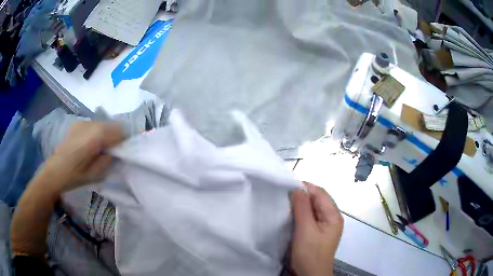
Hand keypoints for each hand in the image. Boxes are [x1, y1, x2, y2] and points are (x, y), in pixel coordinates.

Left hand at [43, 121, 122, 192]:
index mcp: (95, 137)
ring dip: (108, 133)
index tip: (126, 149)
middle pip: (112, 124)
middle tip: (115, 150)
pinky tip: (92, 144)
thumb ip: (109, 159)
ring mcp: (82, 122)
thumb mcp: (96, 175)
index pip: (119, 130)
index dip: (126, 138)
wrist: (54, 171)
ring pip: (103, 123)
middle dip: (117, 135)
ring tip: (102, 148)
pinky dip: (98, 131)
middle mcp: (90, 125)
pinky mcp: (77, 124)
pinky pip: (94, 124)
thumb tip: (117, 151)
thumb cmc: (75, 177)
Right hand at [291, 182, 343, 275]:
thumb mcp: (305, 230)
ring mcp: (326, 225)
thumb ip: (302, 208)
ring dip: (302, 204)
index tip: (288, 186)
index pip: (321, 194)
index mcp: (333, 215)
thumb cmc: (310, 253)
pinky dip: (302, 213)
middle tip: (285, 195)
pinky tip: (292, 214)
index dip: (306, 187)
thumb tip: (297, 188)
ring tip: (287, 203)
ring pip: (314, 208)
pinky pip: (312, 217)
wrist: (310, 274)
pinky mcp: (319, 231)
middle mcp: (332, 217)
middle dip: (303, 195)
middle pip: (318, 199)